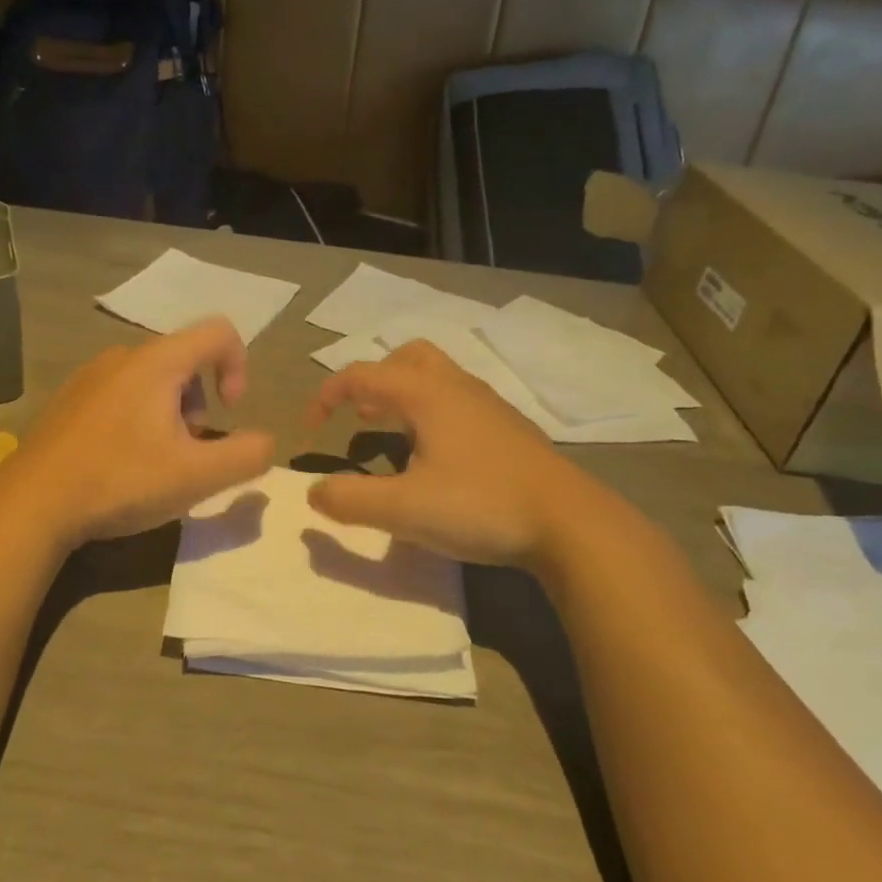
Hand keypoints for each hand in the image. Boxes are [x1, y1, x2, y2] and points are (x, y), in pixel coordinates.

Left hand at [7, 317, 274, 546]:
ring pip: (152, 379)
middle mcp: (123, 356)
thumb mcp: (195, 476)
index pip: (219, 332)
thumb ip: (245, 456)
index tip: (229, 412)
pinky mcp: (69, 399)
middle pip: (185, 360)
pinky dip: (137, 417)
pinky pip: (120, 393)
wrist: (32, 503)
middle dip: (200, 403)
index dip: (239, 366)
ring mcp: (90, 375)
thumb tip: (265, 443)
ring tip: (155, 460)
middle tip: (188, 450)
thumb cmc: (119, 481)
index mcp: (157, 362)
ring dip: (170, 412)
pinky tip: (120, 462)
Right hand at [305, 340, 597, 569]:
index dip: (327, 396)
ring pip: (437, 377)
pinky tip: (437, 455)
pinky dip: (432, 412)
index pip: (362, 375)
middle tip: (359, 416)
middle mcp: (457, 388)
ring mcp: (489, 405)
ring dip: (404, 395)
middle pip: (407, 358)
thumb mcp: (404, 510)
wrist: (571, 523)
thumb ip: (351, 500)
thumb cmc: (481, 506)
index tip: (310, 429)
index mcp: (427, 395)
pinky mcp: (510, 428)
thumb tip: (314, 492)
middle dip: (374, 380)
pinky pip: (459, 400)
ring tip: (390, 432)